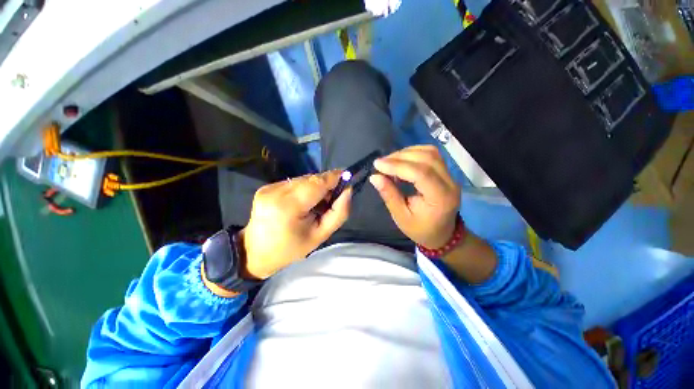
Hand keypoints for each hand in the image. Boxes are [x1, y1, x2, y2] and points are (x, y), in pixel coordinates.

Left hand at [242, 171, 351, 278]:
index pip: (317, 183)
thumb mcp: (320, 236)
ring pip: (303, 179)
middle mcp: (276, 191)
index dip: (335, 177)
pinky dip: (304, 189)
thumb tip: (347, 190)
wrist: (255, 252)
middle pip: (311, 179)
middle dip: (326, 184)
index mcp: (288, 206)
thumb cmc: (290, 248)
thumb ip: (339, 213)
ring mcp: (269, 187)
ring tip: (317, 203)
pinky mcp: (267, 187)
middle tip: (333, 198)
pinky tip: (304, 202)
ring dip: (315, 187)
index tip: (348, 178)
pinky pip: (294, 182)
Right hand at [370, 145, 460, 248]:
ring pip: (430, 152)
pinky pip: (431, 154)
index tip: (377, 164)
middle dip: (400, 157)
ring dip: (406, 153)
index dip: (397, 166)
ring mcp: (450, 175)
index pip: (421, 173)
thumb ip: (389, 195)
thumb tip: (374, 176)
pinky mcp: (446, 172)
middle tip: (381, 163)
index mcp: (440, 198)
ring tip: (389, 162)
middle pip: (426, 158)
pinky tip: (401, 161)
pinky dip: (413, 153)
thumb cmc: (420, 229)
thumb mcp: (401, 217)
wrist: (442, 234)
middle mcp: (450, 183)